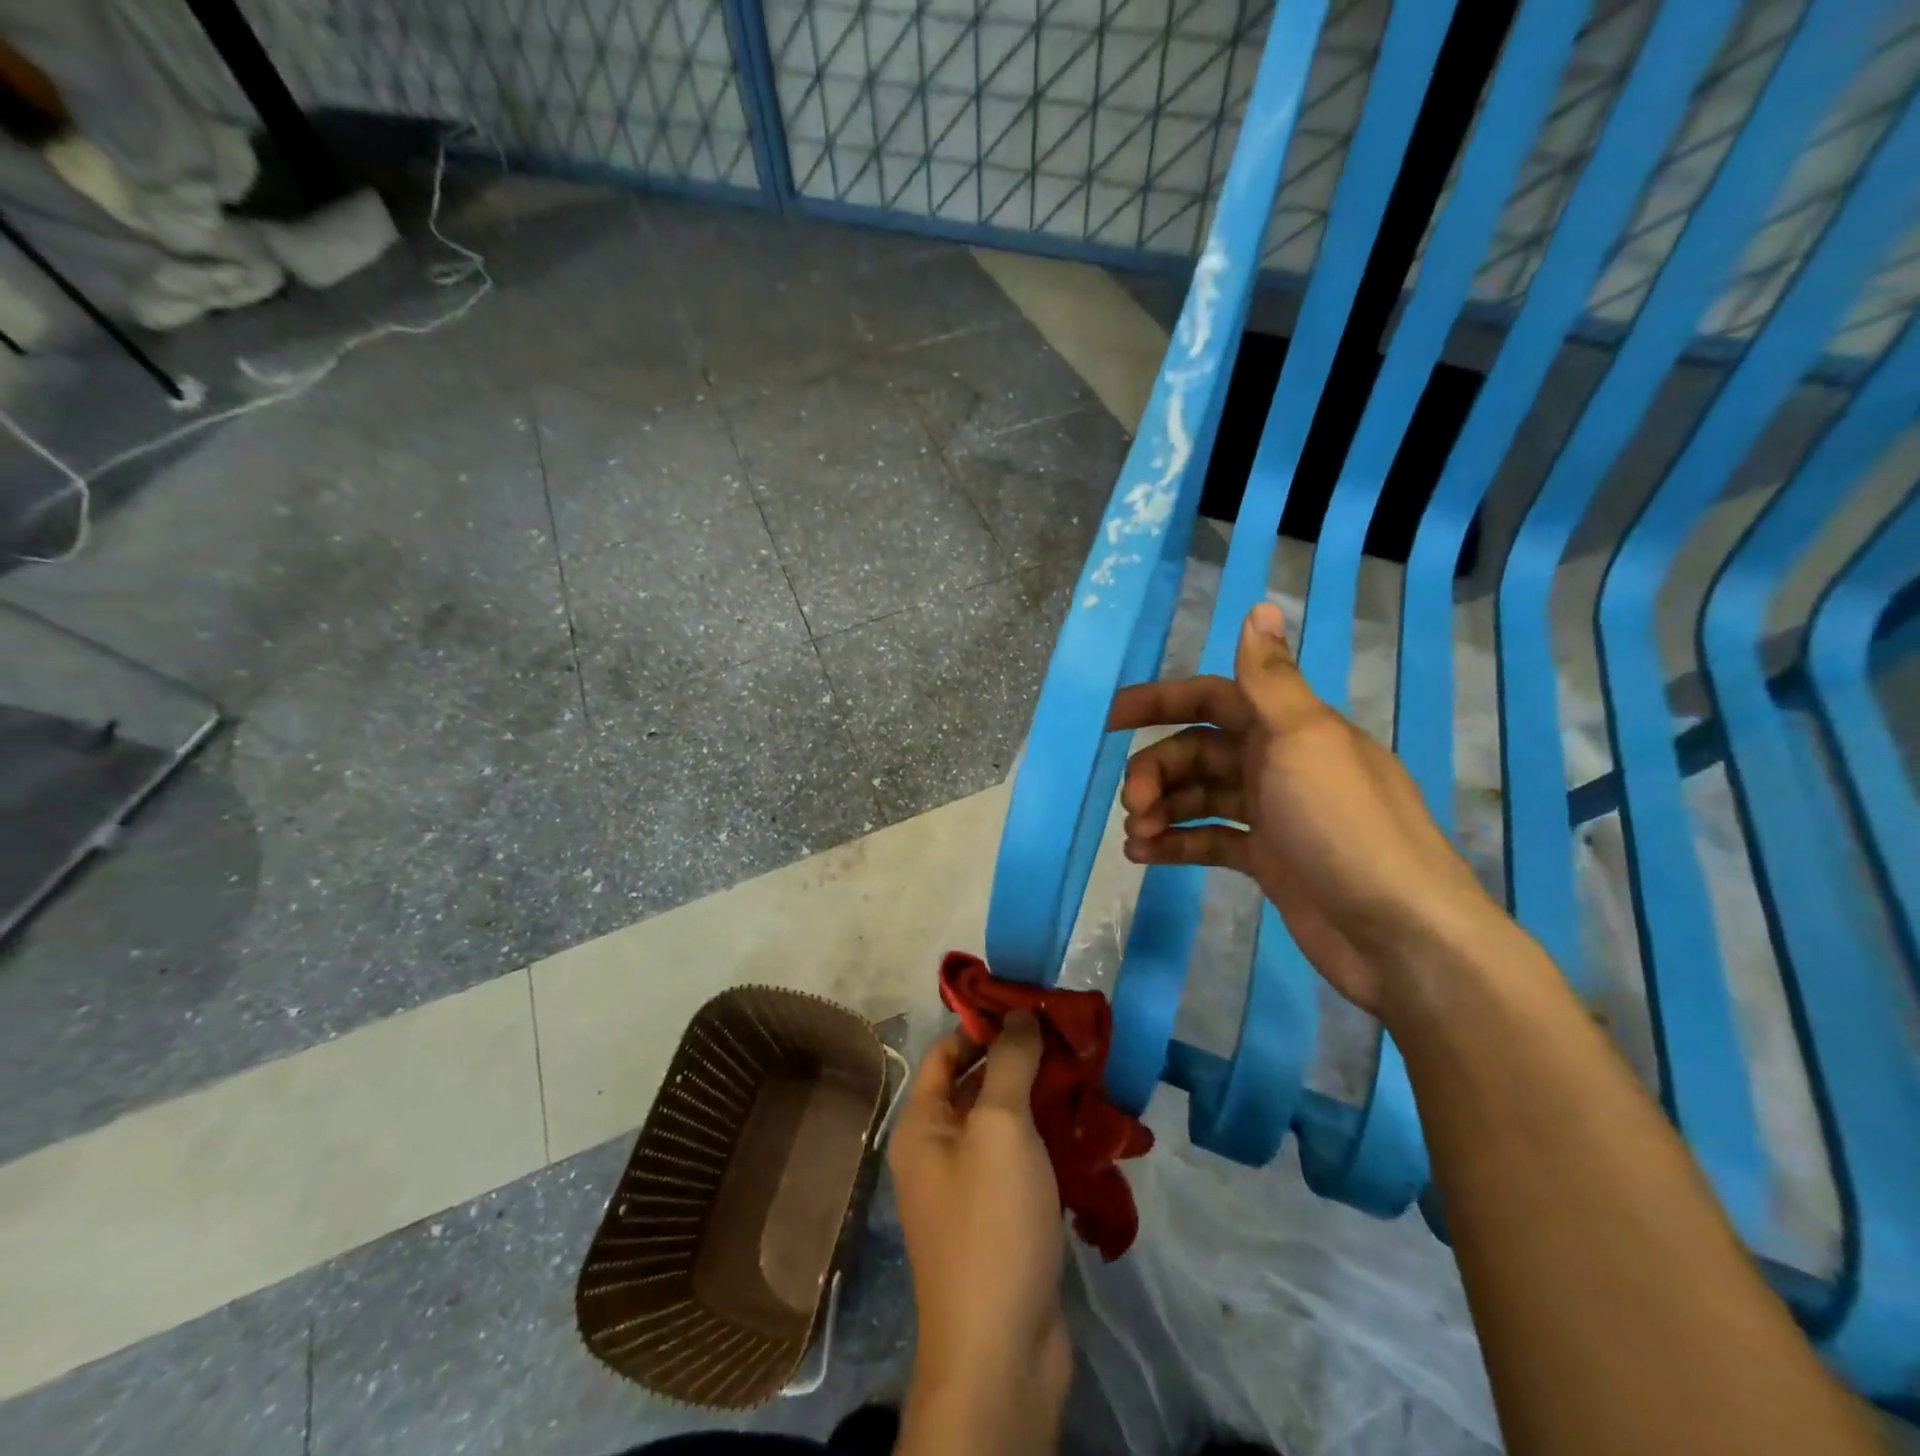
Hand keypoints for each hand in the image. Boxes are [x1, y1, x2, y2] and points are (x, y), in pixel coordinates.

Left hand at [889, 1014, 1069, 1455]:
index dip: (984, 1025)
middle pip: (980, 1086)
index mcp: (922, 1124)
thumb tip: (1018, 1013)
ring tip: (1090, 1075)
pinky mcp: (1005, 1220)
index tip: (1032, 1006)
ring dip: (1044, 1101)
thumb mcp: (1000, 1127)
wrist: (1002, 1354)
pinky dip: (1052, 1143)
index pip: (947, 1051)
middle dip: (1023, 1061)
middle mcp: (939, 1150)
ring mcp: (972, 1189)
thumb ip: (1010, 1063)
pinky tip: (1090, 1130)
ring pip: (1008, 1126)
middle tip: (1072, 1038)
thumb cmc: (990, 1222)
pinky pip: (1026, 1164)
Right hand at [1107, 601, 1496, 1016]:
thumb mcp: (1303, 740)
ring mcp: (1274, 815)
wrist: (1400, 936)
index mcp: (1289, 727)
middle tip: (1132, 802)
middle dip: (1157, 770)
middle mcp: (1279, 764)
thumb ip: (1270, 679)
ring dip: (1161, 809)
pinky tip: (1144, 856)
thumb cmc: (1345, 826)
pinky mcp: (1268, 861)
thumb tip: (1262, 605)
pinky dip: (1176, 844)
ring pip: (1199, 797)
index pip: (1214, 698)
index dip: (1162, 702)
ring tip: (1135, 835)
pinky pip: (1209, 840)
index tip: (1112, 719)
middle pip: (1198, 752)